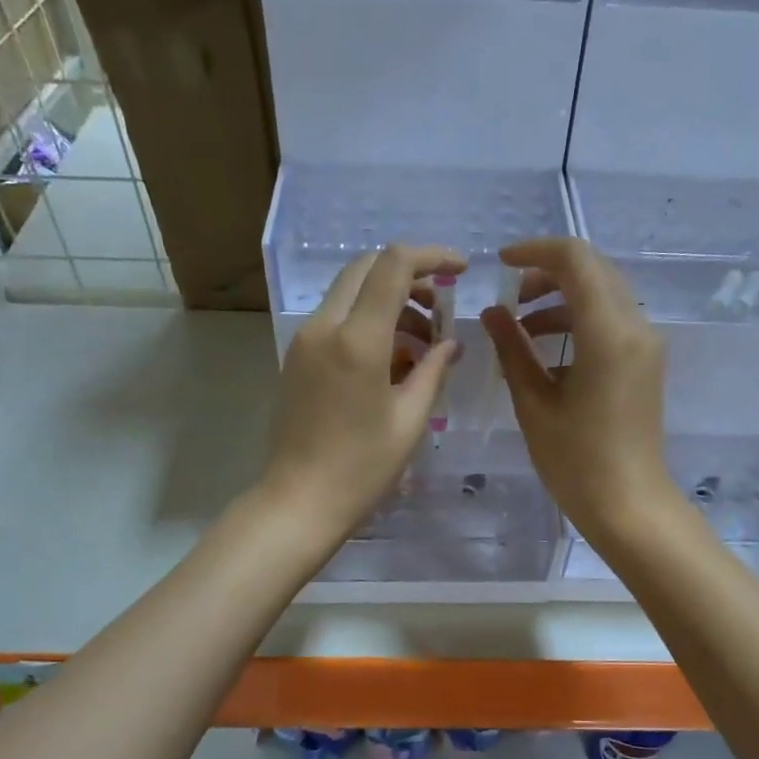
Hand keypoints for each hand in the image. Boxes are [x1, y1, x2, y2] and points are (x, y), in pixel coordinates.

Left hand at [260, 245, 463, 546]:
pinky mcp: (297, 357)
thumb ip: (433, 370)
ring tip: (424, 342)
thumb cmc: (362, 468)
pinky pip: (337, 319)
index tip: (461, 269)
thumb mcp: (409, 420)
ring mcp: (305, 340)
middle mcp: (324, 327)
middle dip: (410, 275)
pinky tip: (394, 359)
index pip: (393, 266)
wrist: (299, 501)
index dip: (432, 257)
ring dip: (389, 300)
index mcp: (357, 339)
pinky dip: (368, 321)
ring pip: (350, 292)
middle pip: (366, 268)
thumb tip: (449, 343)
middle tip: (441, 305)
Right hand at [481, 238, 677, 543]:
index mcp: (608, 332)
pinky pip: (611, 321)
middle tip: (509, 299)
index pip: (575, 259)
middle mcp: (636, 326)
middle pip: (593, 270)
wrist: (629, 505)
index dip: (534, 252)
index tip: (499, 265)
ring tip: (519, 329)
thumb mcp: (534, 403)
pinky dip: (578, 320)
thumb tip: (492, 313)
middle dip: (547, 273)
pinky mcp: (645, 362)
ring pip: (603, 293)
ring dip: (561, 298)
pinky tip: (546, 351)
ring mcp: (646, 344)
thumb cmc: (576, 461)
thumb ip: (512, 348)